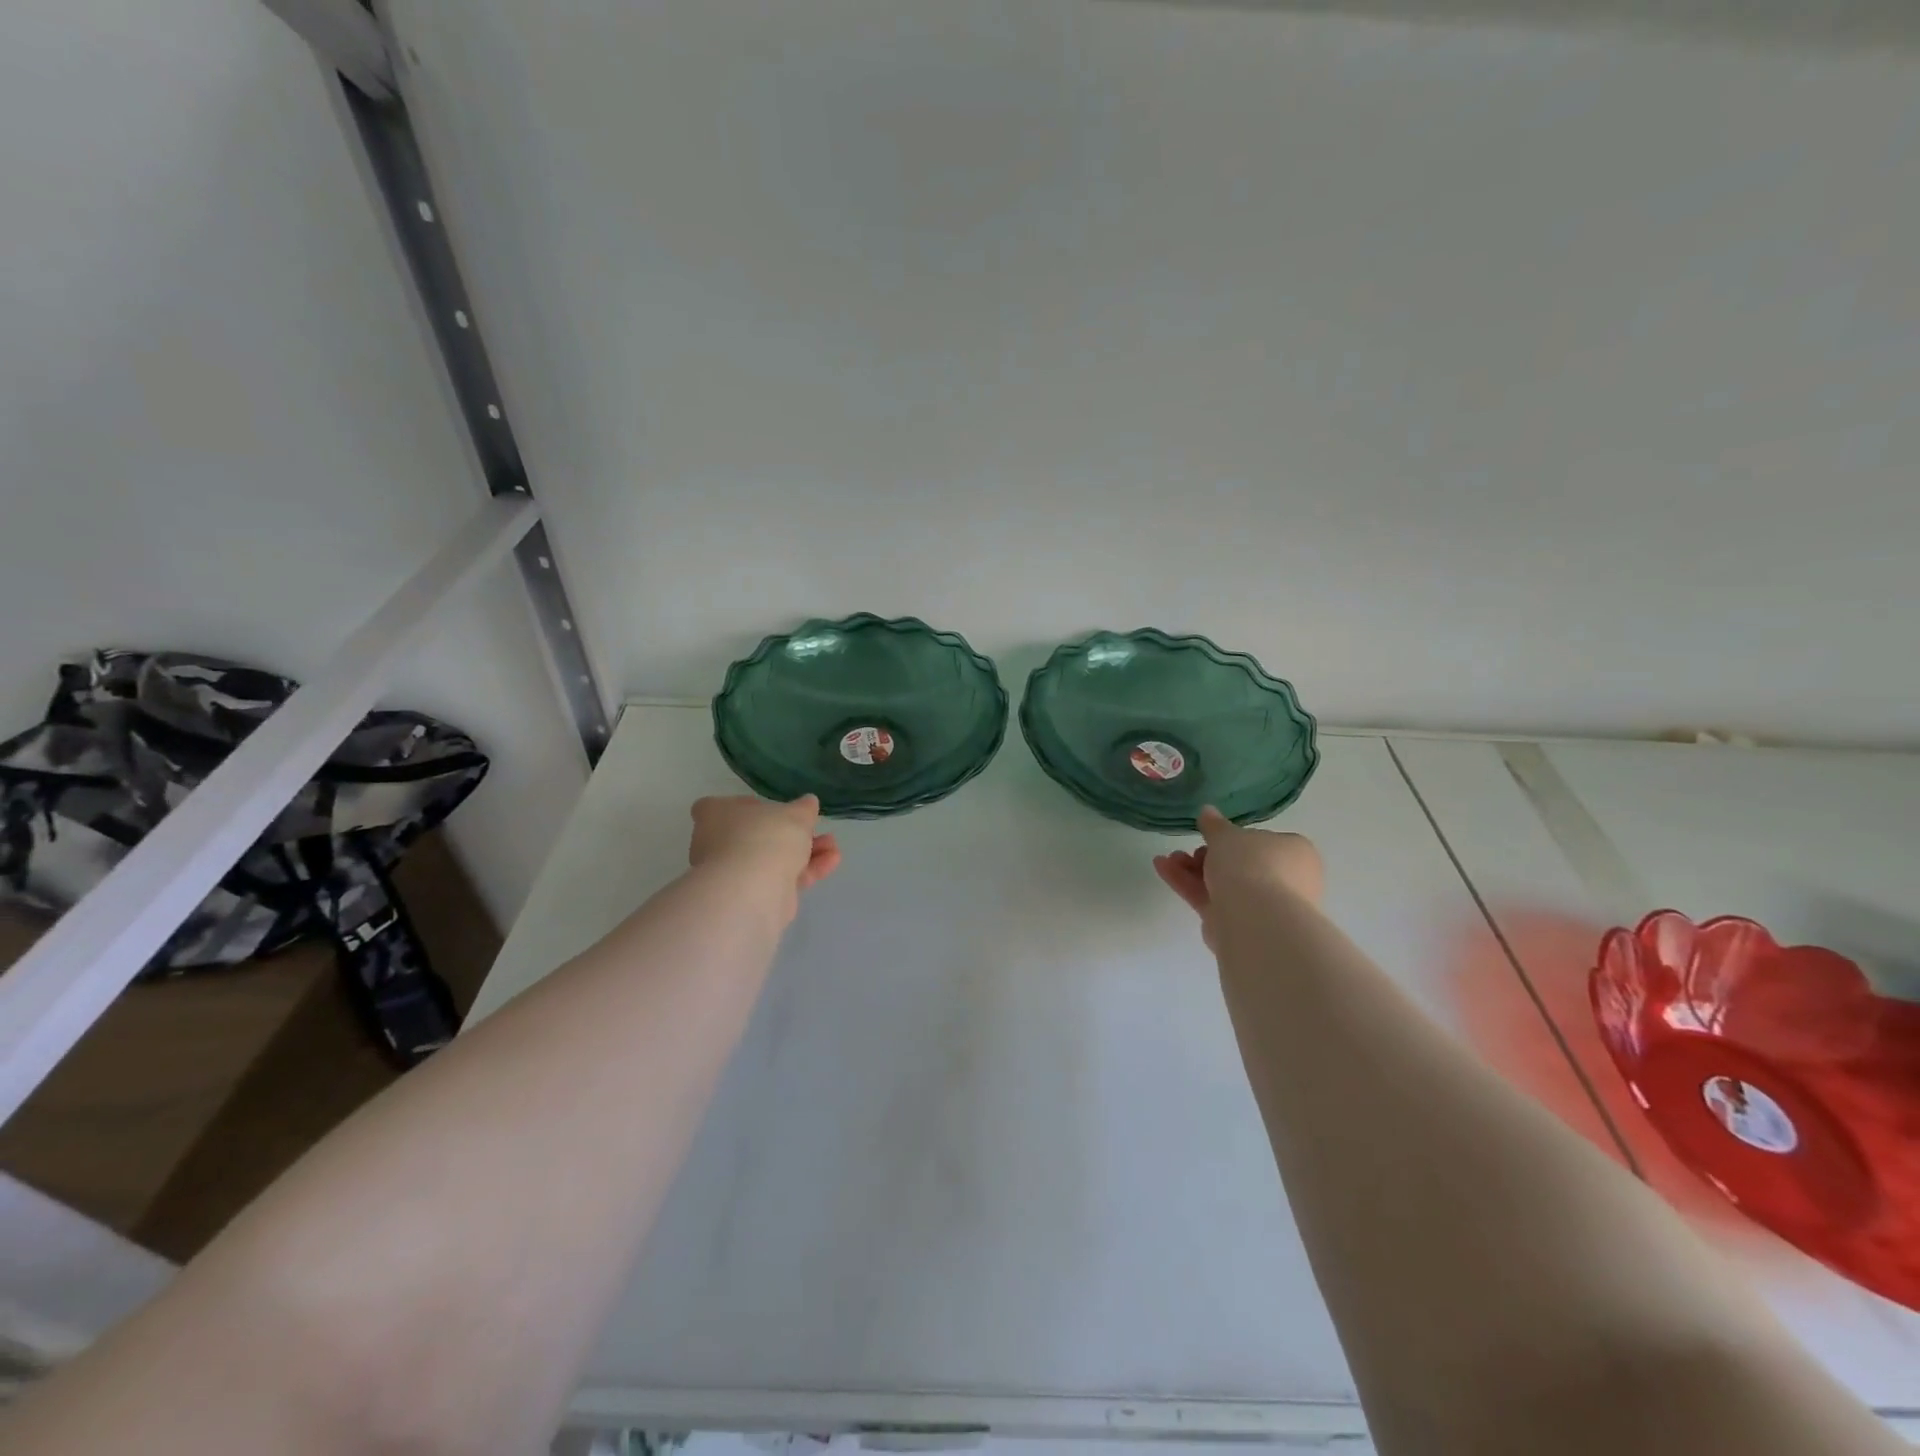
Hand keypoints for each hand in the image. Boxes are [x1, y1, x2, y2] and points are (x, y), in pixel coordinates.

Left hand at [689, 795, 841, 912]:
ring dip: (804, 853)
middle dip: (790, 833)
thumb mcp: (794, 814)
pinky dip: (804, 871)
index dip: (748, 807)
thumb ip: (803, 808)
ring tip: (832, 848)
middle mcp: (714, 843)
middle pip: (755, 834)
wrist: (754, 889)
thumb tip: (808, 803)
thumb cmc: (766, 836)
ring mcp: (732, 873)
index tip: (774, 809)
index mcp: (714, 814)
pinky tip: (830, 863)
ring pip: (771, 858)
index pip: (720, 806)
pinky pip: (779, 879)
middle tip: (814, 830)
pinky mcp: (750, 896)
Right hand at [1153, 806, 1322, 950]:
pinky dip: (1188, 885)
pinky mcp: (1239, 925)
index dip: (1234, 839)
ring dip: (1192, 870)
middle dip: (1207, 856)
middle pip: (1240, 864)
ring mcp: (1263, 906)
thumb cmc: (1251, 864)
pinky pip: (1211, 900)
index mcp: (1295, 853)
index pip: (1264, 842)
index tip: (1210, 837)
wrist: (1255, 919)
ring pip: (1223, 883)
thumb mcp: (1227, 835)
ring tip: (1168, 860)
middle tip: (1187, 851)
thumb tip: (1207, 811)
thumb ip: (1214, 825)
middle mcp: (1286, 880)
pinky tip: (1162, 868)